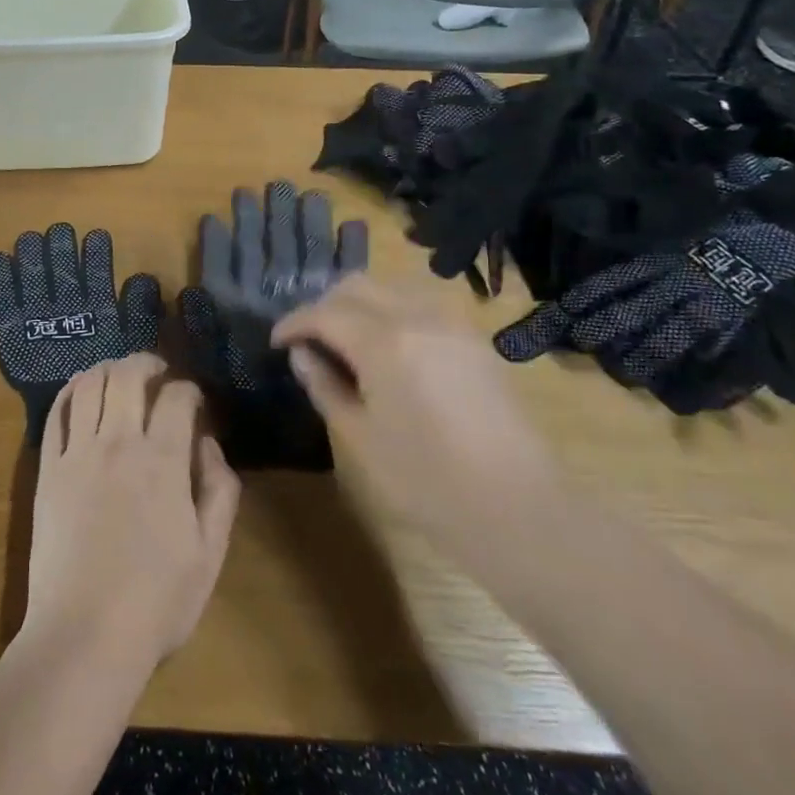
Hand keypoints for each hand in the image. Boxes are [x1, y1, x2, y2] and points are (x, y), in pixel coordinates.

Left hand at [24, 355, 241, 672]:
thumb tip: (208, 444)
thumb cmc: (155, 602)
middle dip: (146, 362)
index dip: (190, 389)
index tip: (194, 401)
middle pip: (128, 375)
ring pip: (89, 384)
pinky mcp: (48, 469)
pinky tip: (81, 393)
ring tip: (119, 377)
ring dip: (108, 369)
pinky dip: (71, 392)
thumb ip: (219, 490)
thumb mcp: (209, 554)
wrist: (83, 637)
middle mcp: (119, 443)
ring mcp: (78, 453)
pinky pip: (56, 413)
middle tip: (157, 372)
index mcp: (163, 461)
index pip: (177, 397)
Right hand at [271, 277, 559, 539]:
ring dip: (360, 302)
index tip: (277, 342)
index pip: (324, 313)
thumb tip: (301, 354)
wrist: (518, 509)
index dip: (294, 323)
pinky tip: (389, 347)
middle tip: (309, 339)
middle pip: (358, 285)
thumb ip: (324, 386)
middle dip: (324, 304)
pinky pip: (422, 304)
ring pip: (392, 287)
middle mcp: (417, 317)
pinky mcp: (474, 340)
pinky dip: (393, 311)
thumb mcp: (359, 439)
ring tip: (346, 339)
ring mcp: (451, 324)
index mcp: (383, 342)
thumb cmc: (426, 482)